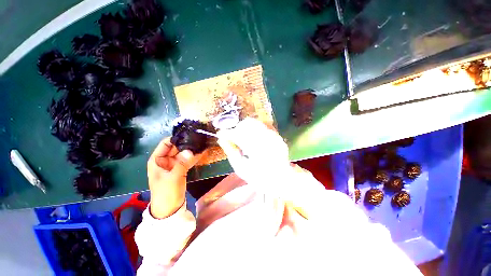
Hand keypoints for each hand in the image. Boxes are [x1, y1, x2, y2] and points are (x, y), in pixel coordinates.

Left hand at [147, 137, 201, 218]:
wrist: (169, 209)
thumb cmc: (166, 193)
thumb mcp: (173, 178)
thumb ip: (182, 164)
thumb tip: (191, 151)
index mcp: (157, 160)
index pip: (166, 143)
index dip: (176, 138)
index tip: (189, 134)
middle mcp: (165, 160)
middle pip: (176, 147)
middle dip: (187, 143)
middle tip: (199, 138)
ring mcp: (174, 164)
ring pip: (183, 153)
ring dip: (192, 150)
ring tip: (202, 143)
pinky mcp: (181, 169)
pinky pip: (187, 160)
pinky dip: (194, 157)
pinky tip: (202, 152)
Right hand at [217, 118, 291, 192]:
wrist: (281, 181)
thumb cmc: (259, 178)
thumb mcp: (241, 168)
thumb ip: (231, 152)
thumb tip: (222, 139)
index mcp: (256, 149)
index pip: (238, 134)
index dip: (227, 133)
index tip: (221, 134)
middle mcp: (266, 139)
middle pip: (247, 124)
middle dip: (237, 129)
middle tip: (234, 139)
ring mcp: (273, 136)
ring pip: (255, 123)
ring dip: (245, 129)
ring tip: (244, 140)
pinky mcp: (277, 137)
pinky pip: (262, 127)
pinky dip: (254, 131)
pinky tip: (254, 142)